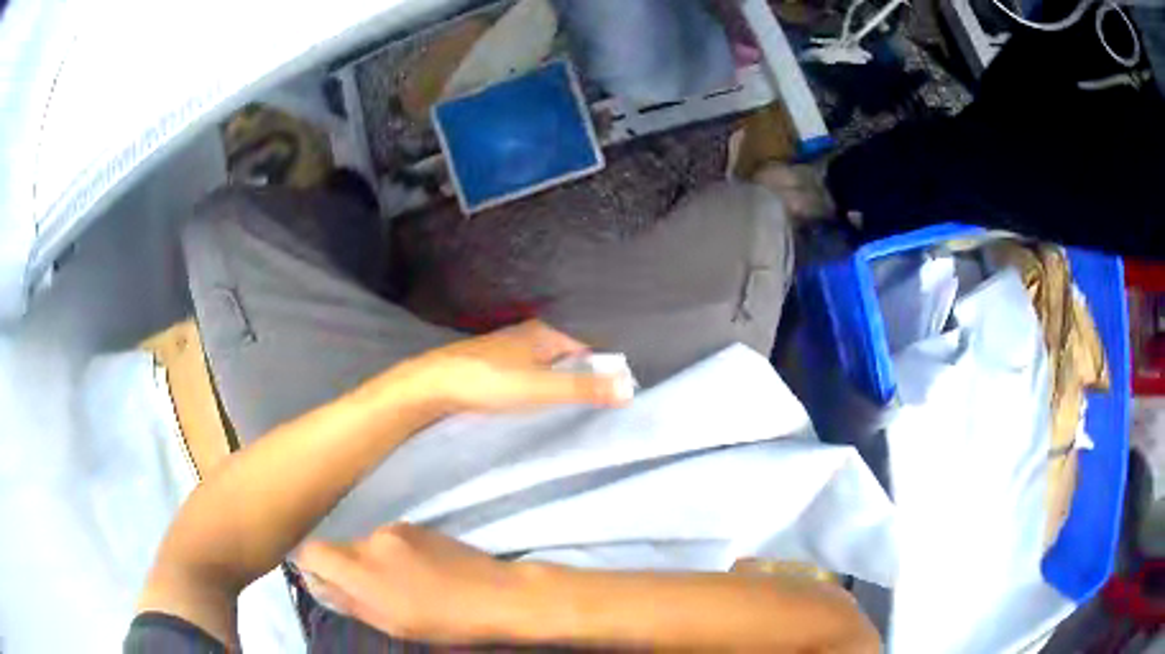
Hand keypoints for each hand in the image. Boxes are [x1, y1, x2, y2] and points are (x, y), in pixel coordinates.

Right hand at [298, 523, 523, 641]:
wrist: (496, 593)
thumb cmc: (443, 621)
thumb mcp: (391, 623)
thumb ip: (348, 601)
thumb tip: (318, 583)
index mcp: (362, 568)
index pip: (311, 551)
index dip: (311, 566)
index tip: (325, 583)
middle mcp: (372, 539)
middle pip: (338, 547)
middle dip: (343, 568)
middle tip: (369, 592)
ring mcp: (395, 528)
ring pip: (363, 543)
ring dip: (369, 560)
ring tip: (401, 584)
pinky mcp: (416, 524)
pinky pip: (387, 537)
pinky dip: (390, 553)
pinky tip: (418, 571)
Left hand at [393, 320, 632, 413]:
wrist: (433, 385)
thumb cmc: (489, 382)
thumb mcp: (541, 388)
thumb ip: (584, 388)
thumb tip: (629, 387)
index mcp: (543, 332)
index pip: (585, 346)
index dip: (602, 367)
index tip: (614, 393)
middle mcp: (526, 334)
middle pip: (565, 355)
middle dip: (580, 375)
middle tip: (595, 404)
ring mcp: (505, 349)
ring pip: (543, 364)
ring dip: (557, 381)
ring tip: (568, 407)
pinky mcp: (489, 365)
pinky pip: (525, 373)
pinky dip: (536, 385)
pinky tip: (533, 403)